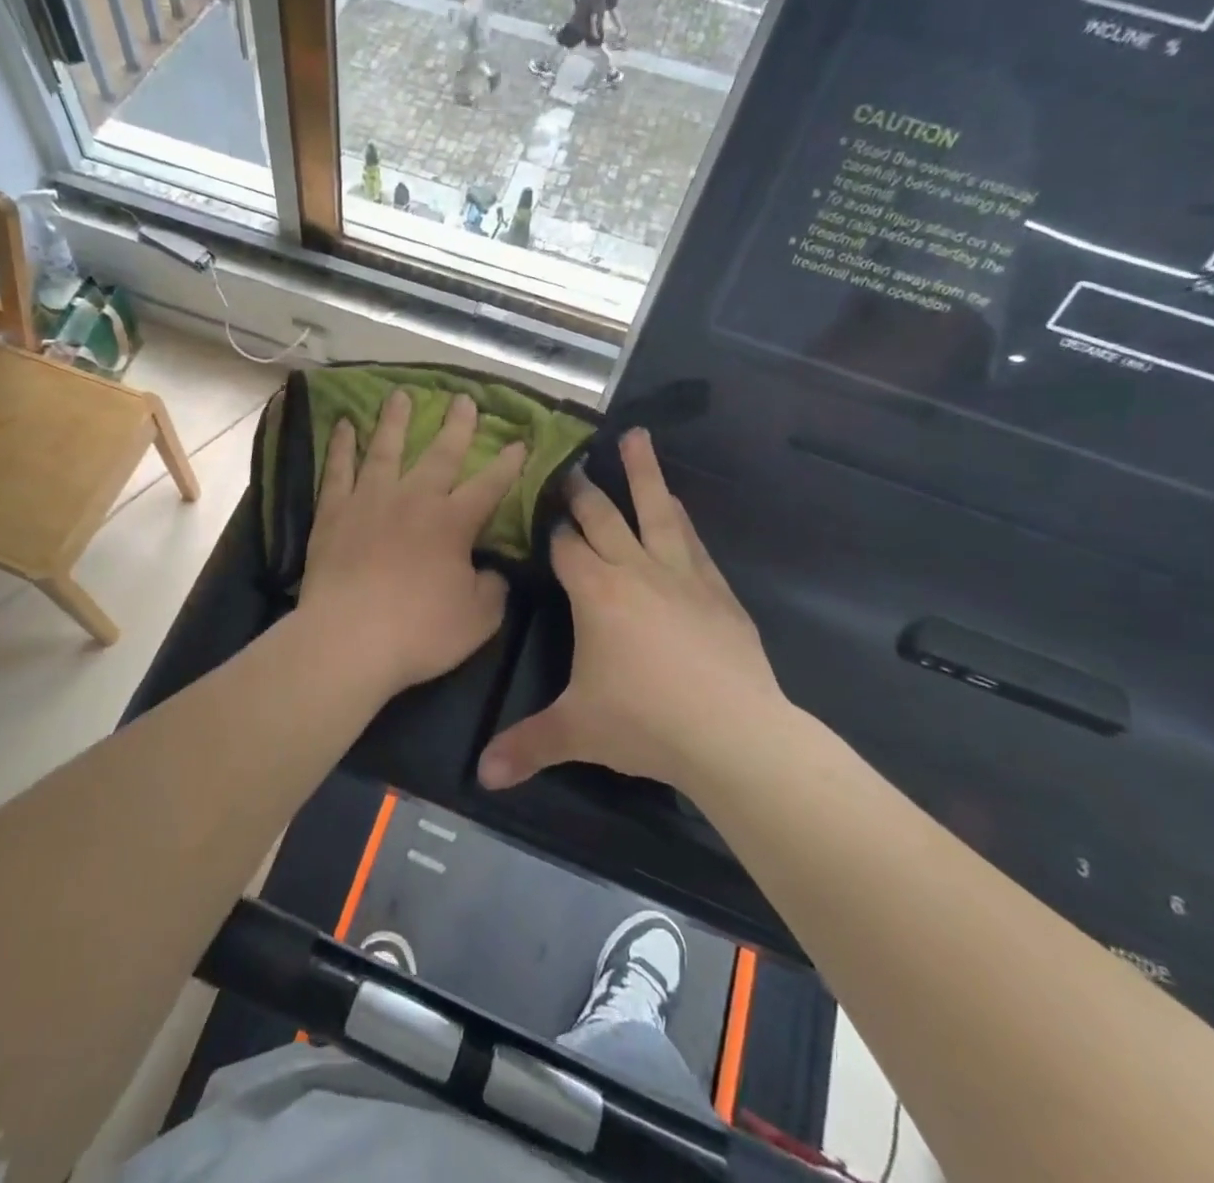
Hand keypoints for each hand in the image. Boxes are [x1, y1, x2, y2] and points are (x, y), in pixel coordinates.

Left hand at [296, 390, 526, 696]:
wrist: (349, 639)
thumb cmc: (419, 631)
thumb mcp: (478, 618)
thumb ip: (492, 588)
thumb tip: (493, 570)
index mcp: (452, 522)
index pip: (489, 485)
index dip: (508, 464)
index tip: (521, 442)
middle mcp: (413, 499)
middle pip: (439, 454)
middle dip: (456, 426)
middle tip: (463, 399)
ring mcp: (369, 501)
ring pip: (385, 449)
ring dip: (395, 420)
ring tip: (400, 394)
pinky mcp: (333, 512)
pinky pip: (338, 470)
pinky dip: (342, 446)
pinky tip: (345, 425)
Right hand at [477, 428, 787, 792]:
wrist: (734, 734)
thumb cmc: (645, 722)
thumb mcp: (576, 731)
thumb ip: (526, 746)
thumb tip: (480, 777)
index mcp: (595, 592)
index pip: (565, 545)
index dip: (549, 526)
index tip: (536, 504)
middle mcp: (635, 570)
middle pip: (604, 516)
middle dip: (583, 489)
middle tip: (570, 462)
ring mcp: (682, 575)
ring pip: (657, 511)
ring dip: (644, 474)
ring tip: (637, 437)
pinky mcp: (717, 591)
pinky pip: (692, 542)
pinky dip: (681, 519)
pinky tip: (679, 508)